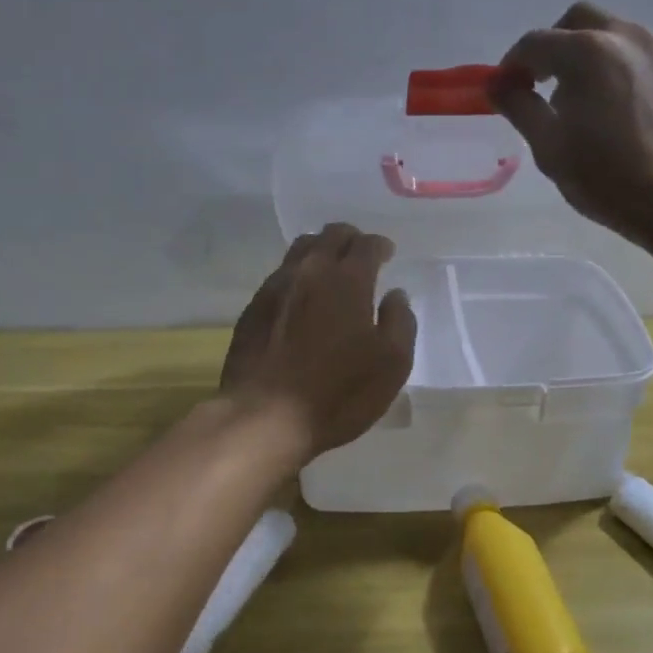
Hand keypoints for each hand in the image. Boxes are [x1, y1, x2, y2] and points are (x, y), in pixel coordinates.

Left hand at [220, 224, 416, 458]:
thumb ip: (400, 322)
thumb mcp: (391, 365)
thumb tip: (395, 295)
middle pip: (331, 235)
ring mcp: (276, 286)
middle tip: (360, 255)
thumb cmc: (338, 393)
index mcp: (348, 280)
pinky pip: (281, 274)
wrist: (264, 417)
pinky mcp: (253, 307)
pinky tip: (302, 298)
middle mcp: (310, 271)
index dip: (380, 246)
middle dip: (351, 239)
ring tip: (330, 270)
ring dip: (322, 250)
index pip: (366, 244)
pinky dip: (298, 274)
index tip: (387, 254)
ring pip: (302, 248)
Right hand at [493, 2, 652, 242]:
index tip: (506, 89)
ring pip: (614, 33)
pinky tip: (618, 108)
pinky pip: (640, 56)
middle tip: (544, 82)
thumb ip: (519, 106)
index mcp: (587, 51)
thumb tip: (498, 84)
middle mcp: (625, 37)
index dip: (513, 64)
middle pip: (578, 20)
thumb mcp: (549, 146)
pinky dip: (619, 68)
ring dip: (589, 53)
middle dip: (554, 44)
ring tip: (584, 99)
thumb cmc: (607, 176)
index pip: (535, 43)